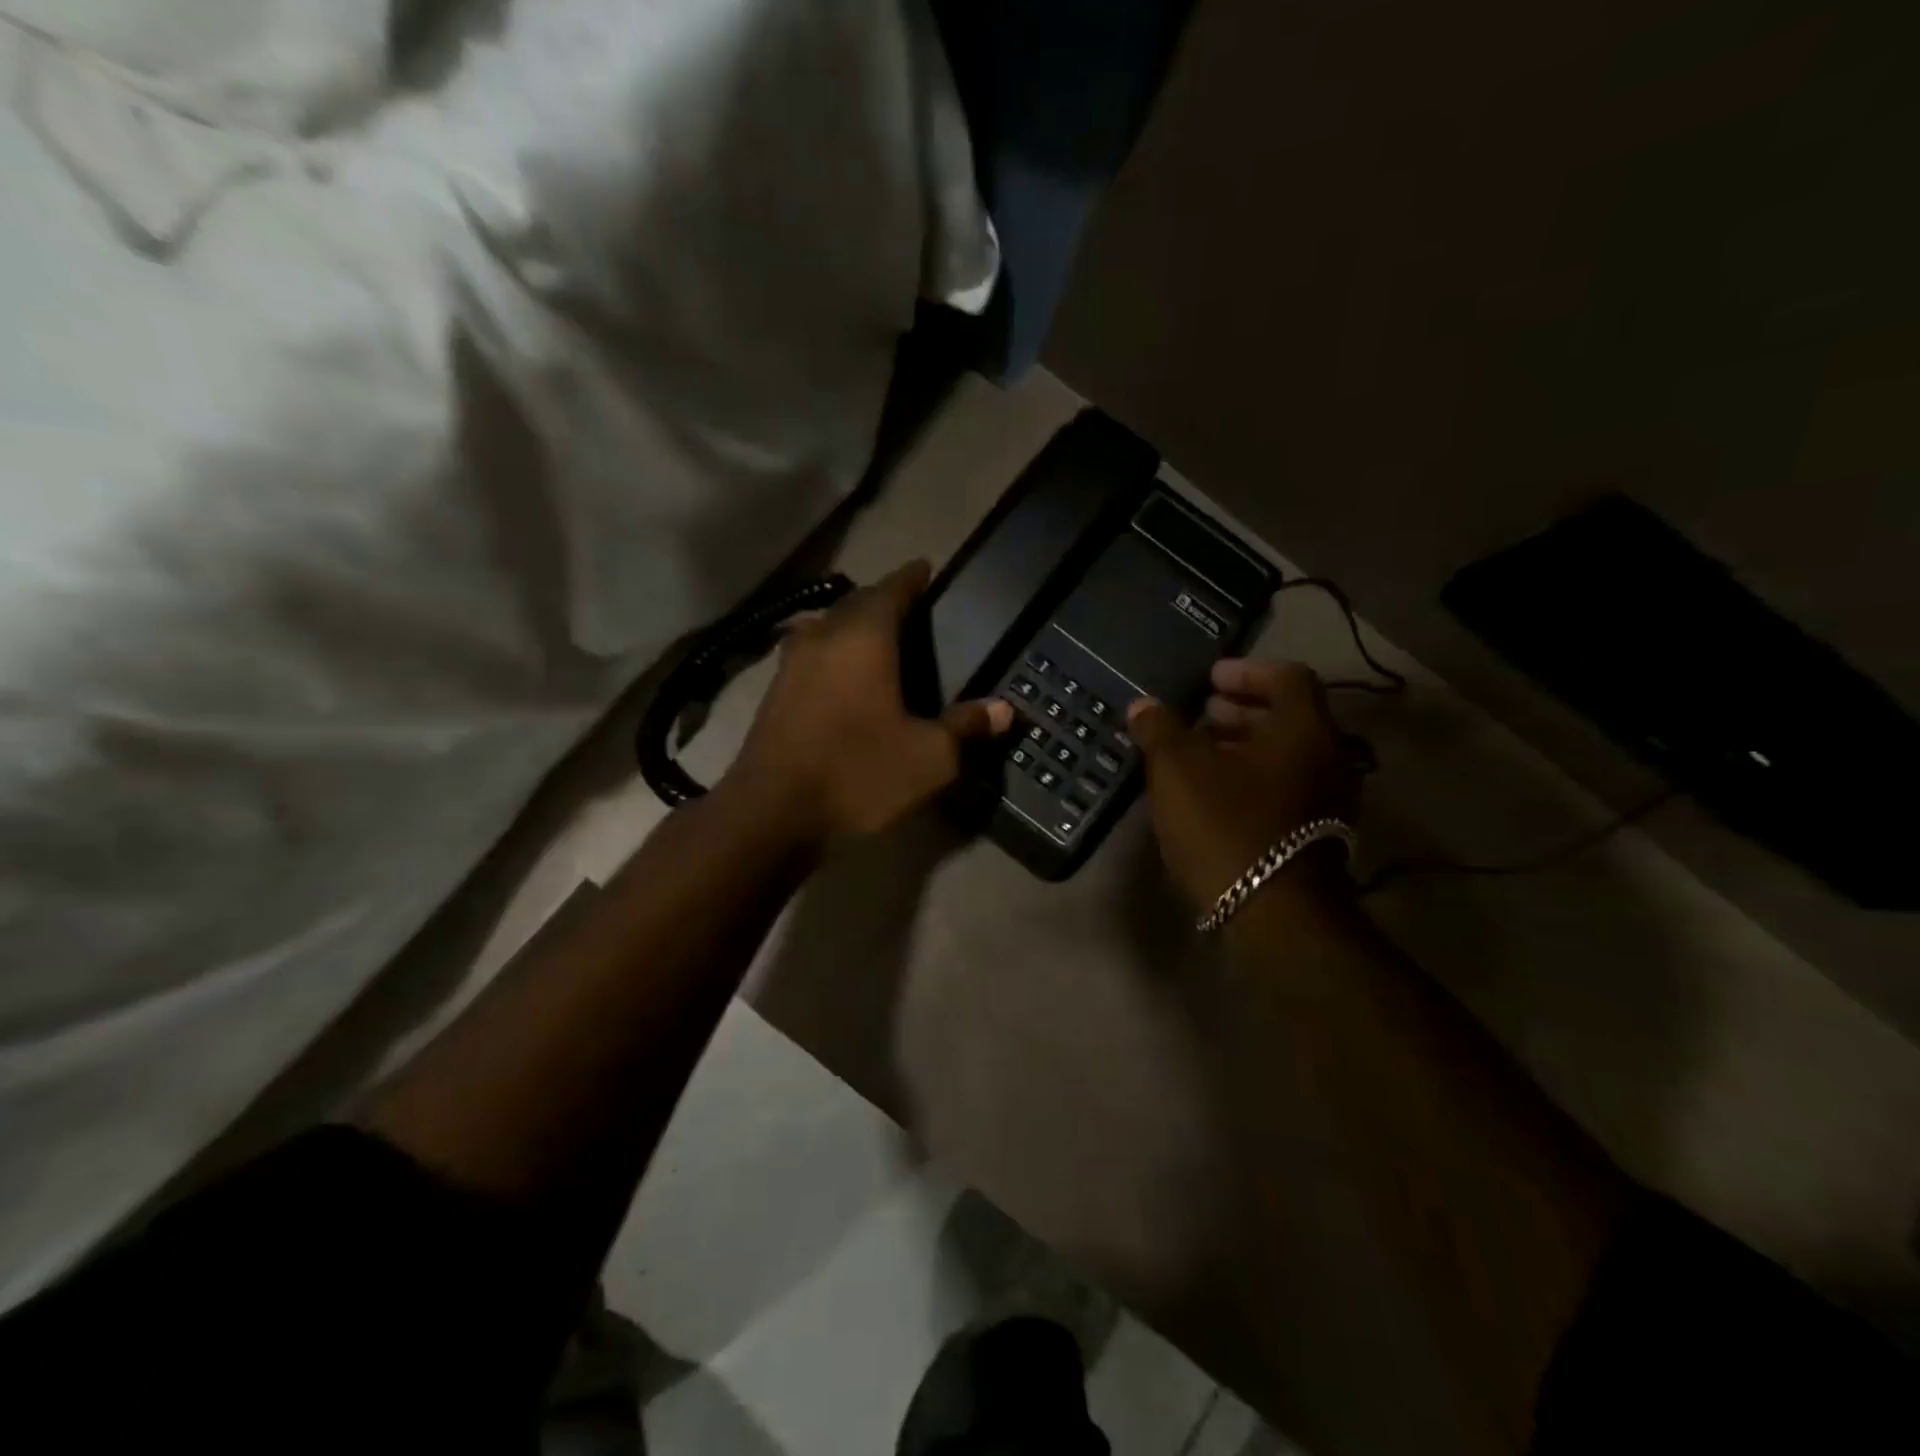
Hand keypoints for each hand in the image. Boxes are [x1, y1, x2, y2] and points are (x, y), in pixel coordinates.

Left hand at [727, 561, 1012, 842]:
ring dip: (853, 624)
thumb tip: (1004, 710)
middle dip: (883, 599)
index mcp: (864, 637)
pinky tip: (843, 676)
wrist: (772, 814)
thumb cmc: (858, 774)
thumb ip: (966, 727)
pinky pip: (811, 653)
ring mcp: (791, 663)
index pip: (892, 589)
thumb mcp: (929, 758)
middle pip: (856, 603)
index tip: (927, 568)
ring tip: (879, 639)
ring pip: (828, 626)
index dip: (912, 577)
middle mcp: (824, 637)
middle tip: (911, 609)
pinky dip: (833, 652)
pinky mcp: (774, 692)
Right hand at [1127, 660, 1357, 909]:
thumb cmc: (1226, 827)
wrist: (1273, 915)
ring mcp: (1326, 801)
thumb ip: (1160, 730)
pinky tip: (1212, 794)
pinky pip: (1284, 788)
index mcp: (1304, 731)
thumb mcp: (1178, 771)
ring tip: (1198, 753)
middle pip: (1288, 718)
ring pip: (1285, 757)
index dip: (1246, 671)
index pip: (1288, 678)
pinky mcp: (1314, 836)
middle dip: (1240, 710)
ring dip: (1244, 746)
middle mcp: (1327, 759)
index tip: (1210, 679)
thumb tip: (1143, 705)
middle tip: (1200, 714)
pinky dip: (1251, 778)